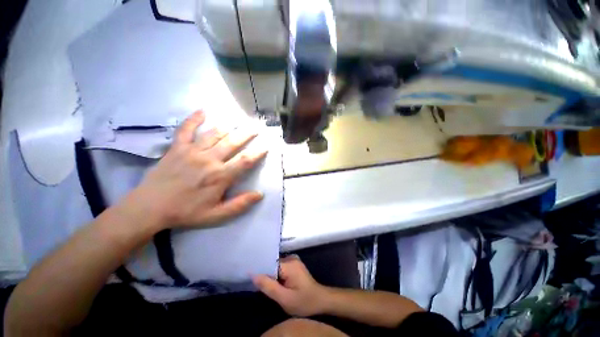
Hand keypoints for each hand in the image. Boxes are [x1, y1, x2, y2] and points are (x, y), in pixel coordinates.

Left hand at [133, 110, 266, 229]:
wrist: (150, 208)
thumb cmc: (186, 212)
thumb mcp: (216, 215)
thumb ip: (239, 205)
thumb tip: (259, 194)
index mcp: (220, 176)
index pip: (245, 161)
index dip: (258, 152)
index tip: (265, 146)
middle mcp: (209, 160)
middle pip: (233, 143)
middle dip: (247, 134)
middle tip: (256, 127)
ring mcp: (192, 151)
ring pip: (214, 134)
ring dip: (228, 126)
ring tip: (238, 121)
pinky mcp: (177, 148)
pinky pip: (186, 129)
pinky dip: (194, 119)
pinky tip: (202, 111)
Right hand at [253, 256, 328, 316]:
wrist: (320, 300)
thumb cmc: (303, 301)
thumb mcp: (284, 298)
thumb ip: (268, 286)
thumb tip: (253, 274)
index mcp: (289, 264)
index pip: (269, 262)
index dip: (259, 270)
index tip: (250, 277)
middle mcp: (291, 258)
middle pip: (272, 263)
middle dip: (265, 273)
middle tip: (256, 284)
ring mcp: (294, 260)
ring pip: (275, 266)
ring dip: (270, 274)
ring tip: (263, 284)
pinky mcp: (294, 265)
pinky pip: (280, 267)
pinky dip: (276, 274)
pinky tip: (273, 282)